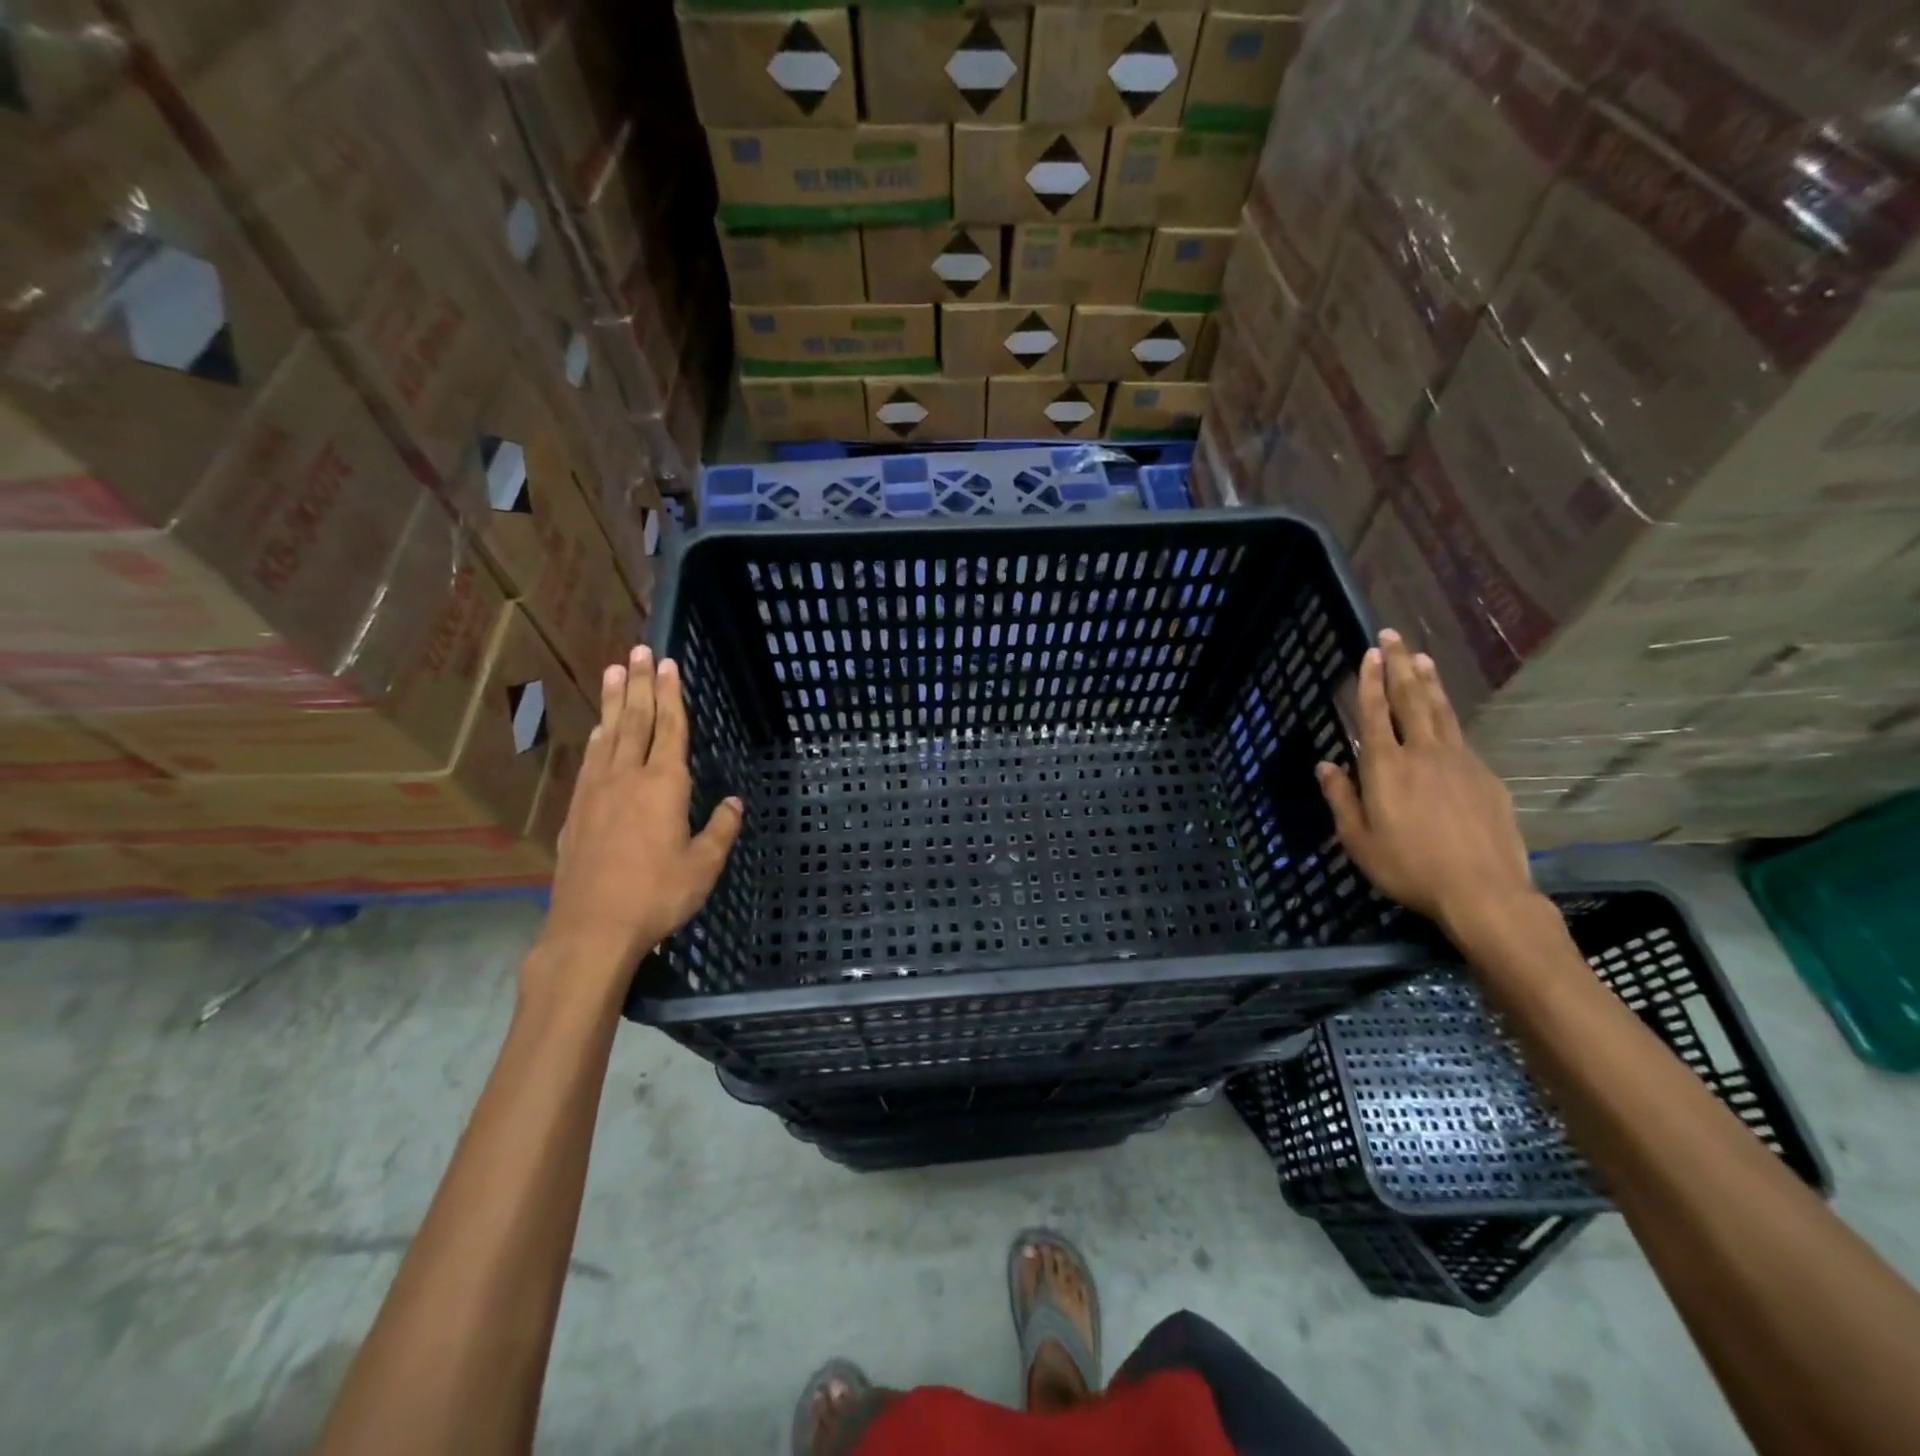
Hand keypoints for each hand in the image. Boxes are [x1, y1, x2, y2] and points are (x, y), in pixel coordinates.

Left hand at [535, 646, 742, 992]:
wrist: (591, 928)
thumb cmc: (656, 896)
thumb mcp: (703, 866)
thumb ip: (720, 829)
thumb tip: (734, 802)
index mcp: (663, 786)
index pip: (669, 729)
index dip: (670, 695)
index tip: (667, 664)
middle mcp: (627, 778)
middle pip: (635, 721)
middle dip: (639, 684)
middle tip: (637, 651)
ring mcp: (596, 792)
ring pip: (607, 735)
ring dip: (614, 702)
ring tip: (613, 672)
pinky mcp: (575, 811)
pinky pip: (589, 761)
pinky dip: (596, 739)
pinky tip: (597, 731)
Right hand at [1315, 629, 1534, 937]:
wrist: (1482, 892)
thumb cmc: (1408, 868)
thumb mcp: (1358, 840)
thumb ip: (1341, 799)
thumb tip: (1326, 765)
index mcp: (1385, 768)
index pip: (1374, 713)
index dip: (1369, 681)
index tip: (1369, 652)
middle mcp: (1422, 753)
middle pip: (1410, 698)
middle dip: (1399, 664)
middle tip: (1394, 635)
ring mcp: (1459, 761)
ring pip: (1441, 710)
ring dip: (1429, 681)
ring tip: (1422, 657)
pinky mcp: (1485, 776)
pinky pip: (1461, 737)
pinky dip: (1448, 716)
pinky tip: (1444, 714)